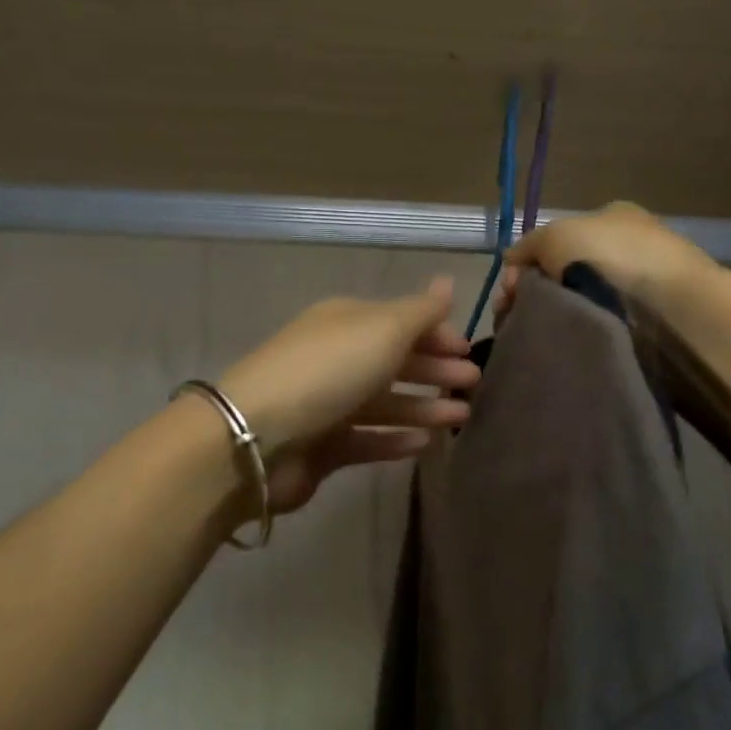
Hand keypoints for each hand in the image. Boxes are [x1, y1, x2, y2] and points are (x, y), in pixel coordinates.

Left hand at [217, 277, 478, 513]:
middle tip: (473, 384)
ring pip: (385, 402)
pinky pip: (367, 439)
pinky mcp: (322, 447)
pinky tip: (424, 445)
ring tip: (461, 419)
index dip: (436, 334)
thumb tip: (449, 282)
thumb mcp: (382, 330)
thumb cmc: (327, 371)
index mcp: (346, 322)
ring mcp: (327, 404)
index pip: (400, 322)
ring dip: (423, 407)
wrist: (257, 438)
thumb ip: (421, 311)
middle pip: (394, 361)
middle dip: (435, 371)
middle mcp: (336, 358)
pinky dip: (395, 439)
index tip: (469, 350)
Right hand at [496, 202, 712, 320]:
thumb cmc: (611, 256)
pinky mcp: (649, 318)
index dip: (527, 263)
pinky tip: (570, 340)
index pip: (557, 239)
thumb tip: (511, 262)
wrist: (669, 305)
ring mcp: (640, 282)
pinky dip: (584, 329)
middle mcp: (627, 244)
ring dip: (560, 313)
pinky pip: (601, 321)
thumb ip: (529, 245)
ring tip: (543, 332)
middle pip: (566, 269)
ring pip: (581, 298)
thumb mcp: (556, 235)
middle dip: (539, 291)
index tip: (510, 290)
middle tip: (519, 314)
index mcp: (612, 216)